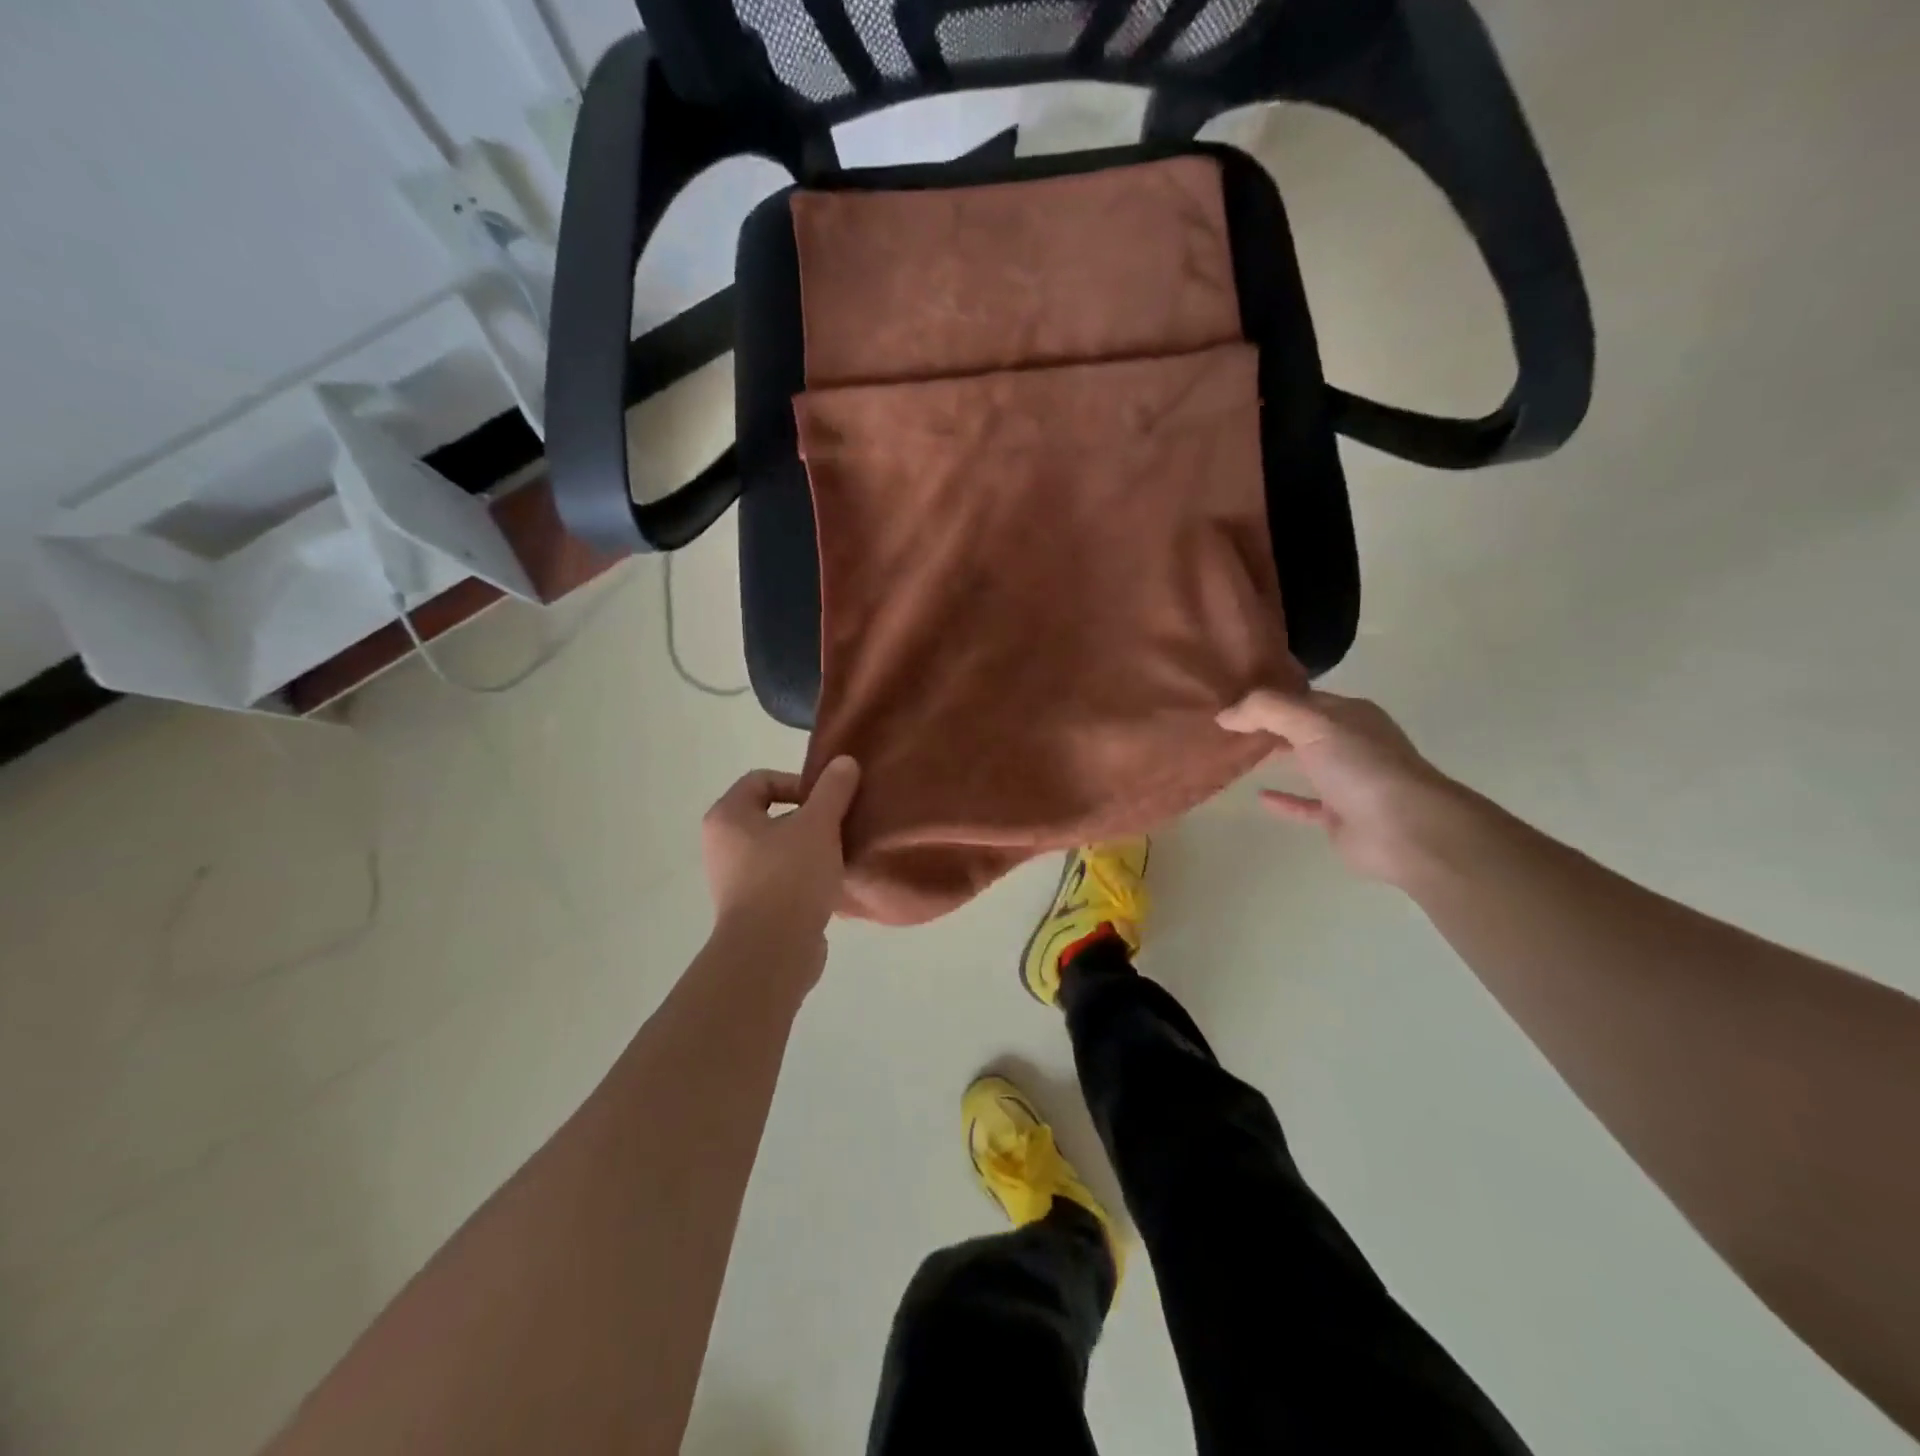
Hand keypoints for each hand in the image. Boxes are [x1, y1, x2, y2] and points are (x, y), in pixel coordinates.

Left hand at [701, 758, 861, 945]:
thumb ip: (833, 790)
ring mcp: (735, 879)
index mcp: (728, 817)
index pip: (761, 779)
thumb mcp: (818, 825)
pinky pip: (782, 879)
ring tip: (839, 855)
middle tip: (838, 826)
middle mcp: (723, 845)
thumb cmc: (789, 877)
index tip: (827, 800)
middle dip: (809, 817)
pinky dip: (805, 877)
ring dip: (810, 848)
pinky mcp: (753, 908)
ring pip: (779, 849)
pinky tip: (831, 885)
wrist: (771, 952)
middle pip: (771, 814)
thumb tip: (844, 762)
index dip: (798, 782)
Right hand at [1218, 686, 1467, 885]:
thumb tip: (1224, 714)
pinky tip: (1259, 796)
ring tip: (1236, 755)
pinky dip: (1284, 800)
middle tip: (1225, 725)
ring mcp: (1347, 780)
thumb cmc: (1361, 766)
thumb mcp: (1312, 724)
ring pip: (1304, 763)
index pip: (1302, 697)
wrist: (1405, 830)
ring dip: (1276, 758)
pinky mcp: (1340, 816)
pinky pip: (1305, 804)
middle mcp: (1350, 742)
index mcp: (1349, 714)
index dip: (1268, 696)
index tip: (1229, 696)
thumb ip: (1266, 711)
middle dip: (1269, 725)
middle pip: (1302, 728)